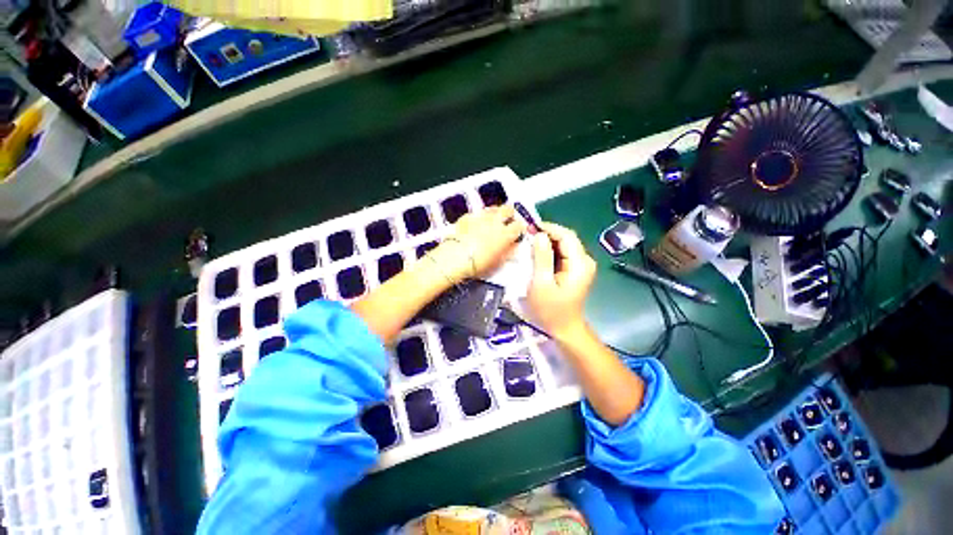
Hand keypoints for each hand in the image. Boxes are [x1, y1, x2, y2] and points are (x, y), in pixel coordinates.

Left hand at [431, 206, 525, 281]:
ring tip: (493, 221)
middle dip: (510, 214)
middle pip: (508, 209)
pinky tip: (476, 225)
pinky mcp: (468, 216)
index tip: (517, 232)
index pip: (519, 225)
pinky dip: (479, 217)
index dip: (519, 229)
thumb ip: (509, 251)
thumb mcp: (498, 261)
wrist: (456, 257)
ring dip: (495, 213)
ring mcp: (481, 217)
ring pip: (493, 208)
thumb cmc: (478, 263)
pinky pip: (477, 213)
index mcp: (505, 233)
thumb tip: (514, 246)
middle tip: (507, 221)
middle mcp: (495, 221)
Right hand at [528, 222, 596, 336]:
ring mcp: (581, 265)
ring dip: (547, 242)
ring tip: (528, 241)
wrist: (564, 328)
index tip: (529, 227)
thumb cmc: (551, 310)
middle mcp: (585, 261)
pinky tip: (537, 252)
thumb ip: (541, 258)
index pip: (567, 236)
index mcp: (580, 264)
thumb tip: (539, 235)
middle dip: (546, 234)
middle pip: (566, 238)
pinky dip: (549, 250)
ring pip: (563, 245)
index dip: (549, 228)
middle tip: (526, 234)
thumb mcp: (542, 284)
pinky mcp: (576, 269)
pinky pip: (562, 253)